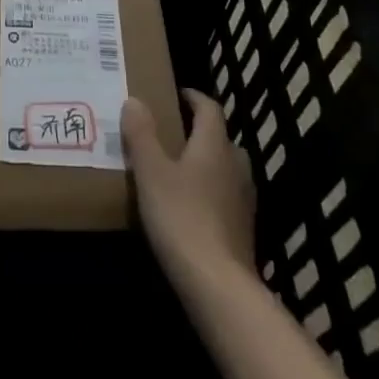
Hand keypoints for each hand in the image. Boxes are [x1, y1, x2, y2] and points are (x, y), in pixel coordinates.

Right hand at [123, 89, 256, 289]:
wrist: (218, 285)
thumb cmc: (181, 216)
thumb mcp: (151, 172)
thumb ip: (142, 134)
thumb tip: (135, 100)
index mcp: (214, 146)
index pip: (210, 109)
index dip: (195, 97)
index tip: (179, 93)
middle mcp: (235, 167)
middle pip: (222, 139)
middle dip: (201, 132)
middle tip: (175, 133)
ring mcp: (243, 201)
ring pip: (227, 170)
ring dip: (208, 163)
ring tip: (180, 170)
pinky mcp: (243, 231)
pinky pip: (226, 198)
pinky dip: (211, 193)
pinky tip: (191, 207)